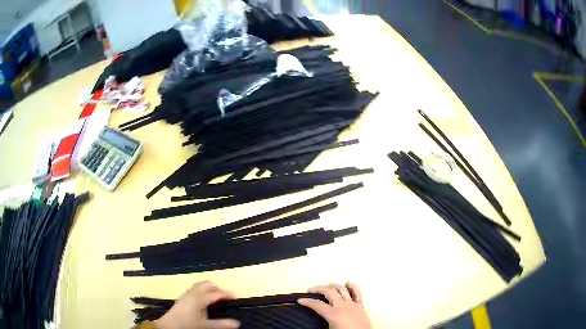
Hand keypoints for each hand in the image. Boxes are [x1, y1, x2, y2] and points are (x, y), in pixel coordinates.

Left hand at [155, 281, 240, 328]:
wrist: (169, 325)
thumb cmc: (188, 325)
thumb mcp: (206, 326)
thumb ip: (221, 324)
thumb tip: (238, 323)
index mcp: (199, 298)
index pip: (216, 293)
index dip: (226, 293)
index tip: (236, 296)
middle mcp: (193, 293)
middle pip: (207, 285)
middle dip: (217, 288)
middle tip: (226, 296)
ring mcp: (187, 294)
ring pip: (200, 285)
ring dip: (209, 288)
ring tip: (217, 297)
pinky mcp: (183, 297)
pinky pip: (195, 288)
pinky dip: (203, 290)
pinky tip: (205, 300)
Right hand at [298, 282, 371, 328]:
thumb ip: (321, 323)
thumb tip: (313, 323)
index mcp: (333, 314)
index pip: (317, 305)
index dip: (307, 302)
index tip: (300, 300)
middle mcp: (343, 306)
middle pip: (329, 292)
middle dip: (319, 289)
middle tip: (312, 290)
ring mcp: (352, 305)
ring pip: (342, 289)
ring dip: (333, 286)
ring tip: (327, 287)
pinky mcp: (360, 306)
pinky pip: (356, 293)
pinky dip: (352, 287)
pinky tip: (348, 283)